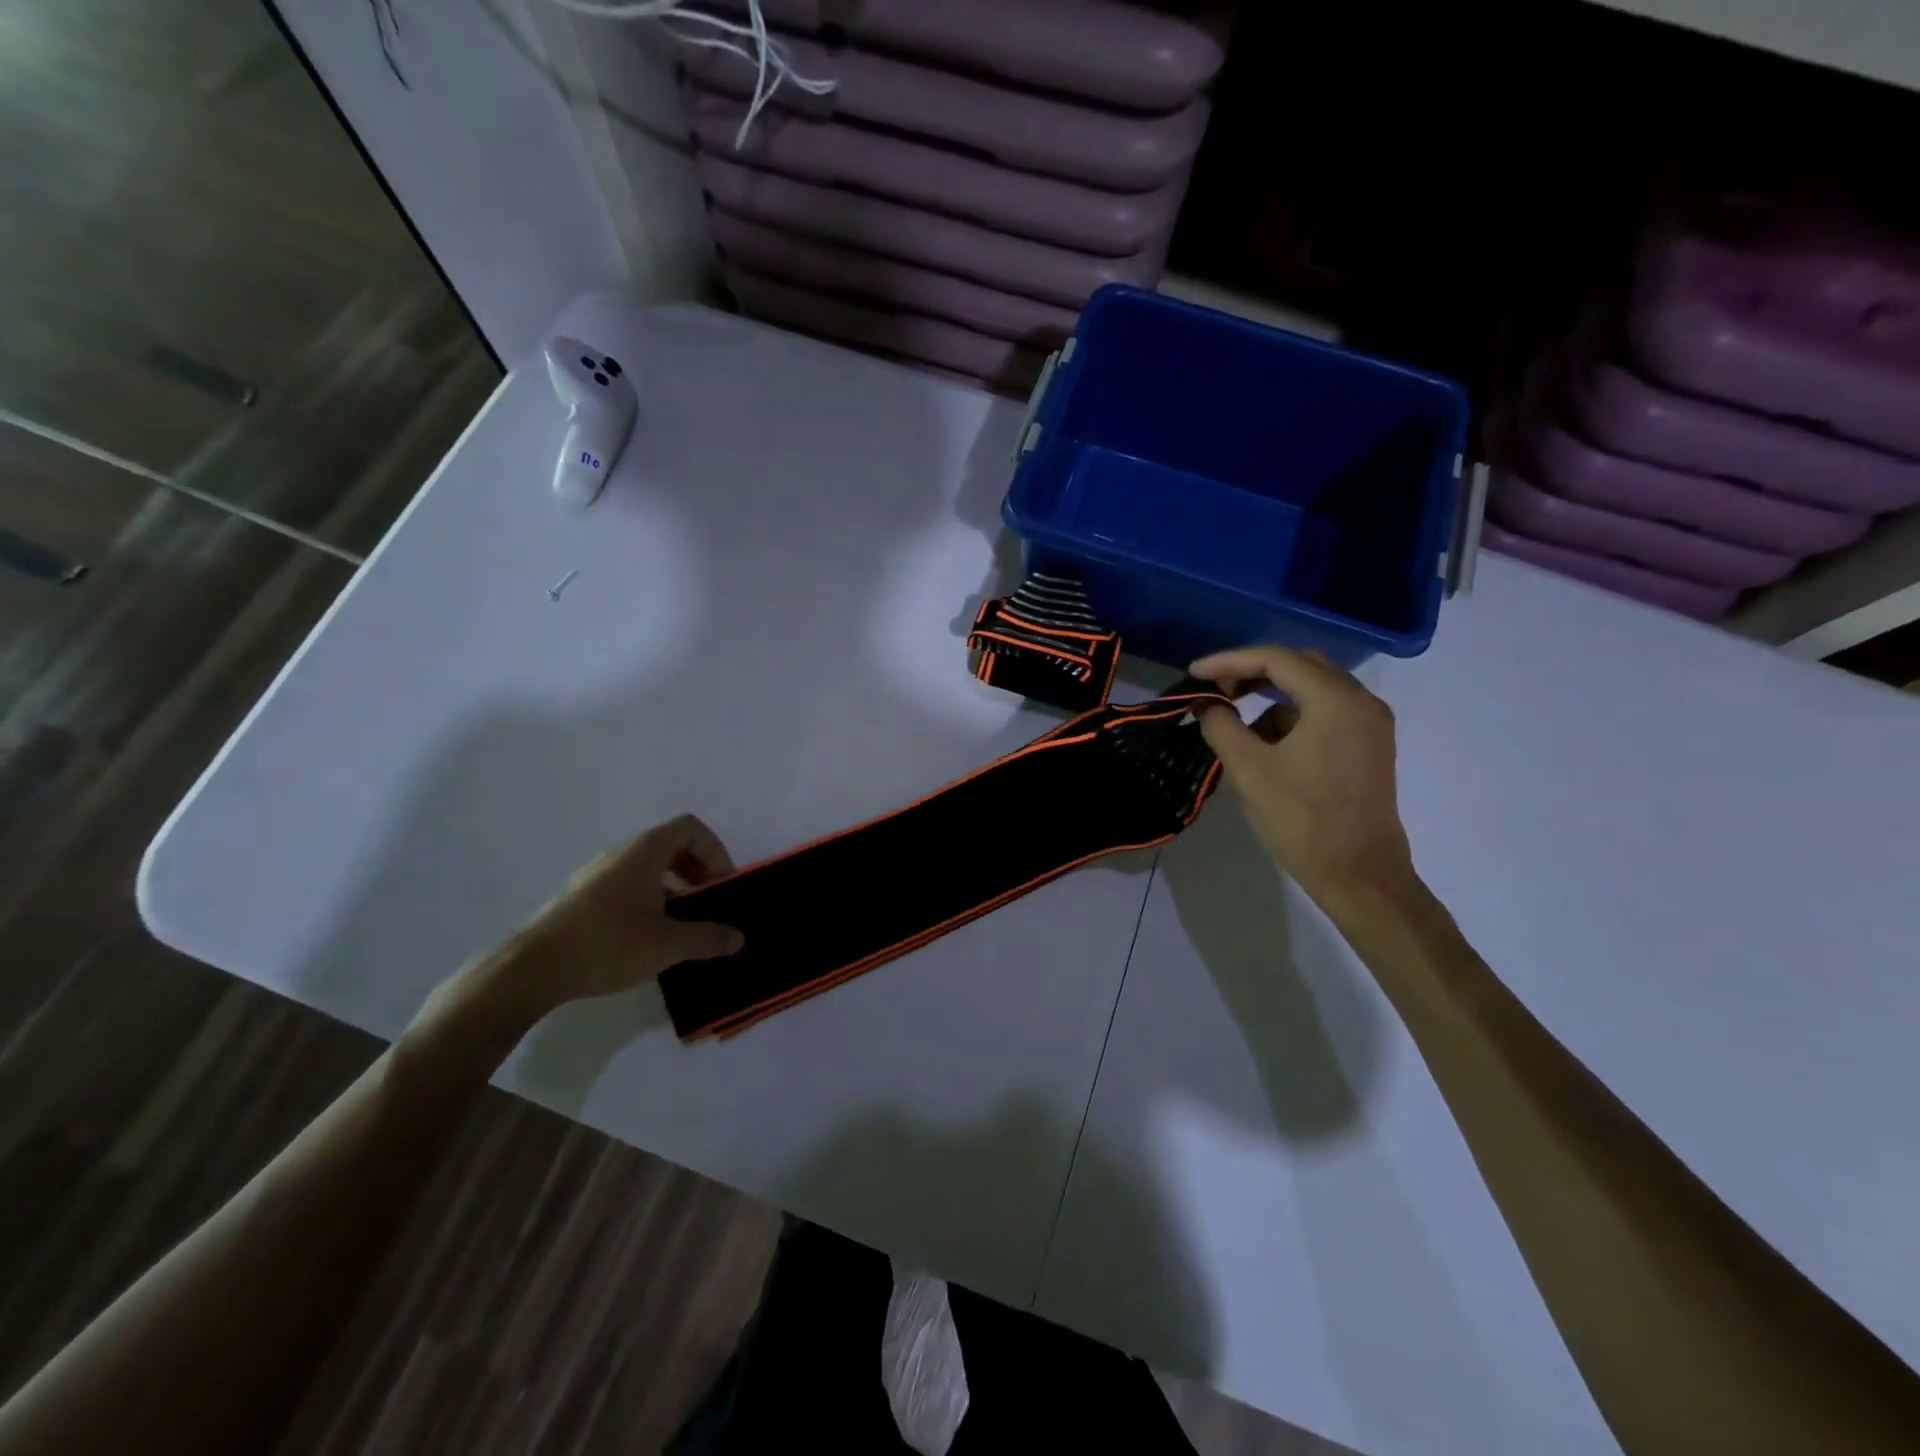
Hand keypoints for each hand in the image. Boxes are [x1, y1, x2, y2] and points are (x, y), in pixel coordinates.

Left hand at [471, 814, 746, 1018]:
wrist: (531, 969)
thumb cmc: (608, 944)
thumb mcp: (668, 945)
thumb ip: (708, 938)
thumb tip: (739, 938)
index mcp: (645, 851)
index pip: (691, 828)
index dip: (715, 850)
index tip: (722, 884)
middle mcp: (621, 853)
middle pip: (671, 845)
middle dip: (698, 870)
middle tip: (709, 903)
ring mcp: (596, 873)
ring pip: (647, 867)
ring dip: (674, 887)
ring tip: (681, 924)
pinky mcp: (580, 896)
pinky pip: (626, 884)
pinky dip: (648, 898)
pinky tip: (646, 936)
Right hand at [1190, 646, 1416, 910]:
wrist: (1359, 875)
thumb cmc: (1302, 820)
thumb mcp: (1249, 770)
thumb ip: (1221, 726)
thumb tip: (1205, 705)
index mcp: (1335, 700)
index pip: (1275, 659)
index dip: (1228, 661)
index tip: (1194, 674)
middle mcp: (1360, 701)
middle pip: (1298, 666)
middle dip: (1251, 673)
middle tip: (1214, 690)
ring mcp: (1370, 723)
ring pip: (1312, 689)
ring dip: (1270, 698)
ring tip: (1235, 725)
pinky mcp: (1368, 745)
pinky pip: (1324, 713)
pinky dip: (1291, 718)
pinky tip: (1266, 746)